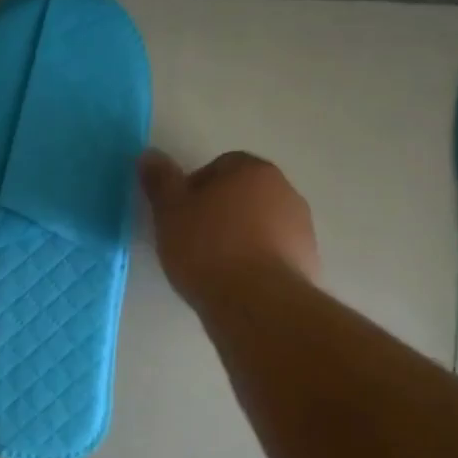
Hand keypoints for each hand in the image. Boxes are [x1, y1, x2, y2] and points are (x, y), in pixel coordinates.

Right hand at [139, 148, 319, 301]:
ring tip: (213, 267)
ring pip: (260, 224)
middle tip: (191, 240)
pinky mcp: (308, 261)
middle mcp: (284, 190)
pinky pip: (274, 253)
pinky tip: (236, 283)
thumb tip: (149, 154)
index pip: (218, 166)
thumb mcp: (170, 213)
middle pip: (242, 194)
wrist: (258, 304)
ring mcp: (302, 227)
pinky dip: (256, 262)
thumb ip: (160, 181)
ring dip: (239, 237)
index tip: (179, 216)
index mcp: (251, 170)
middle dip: (219, 212)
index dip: (194, 189)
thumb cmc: (208, 249)